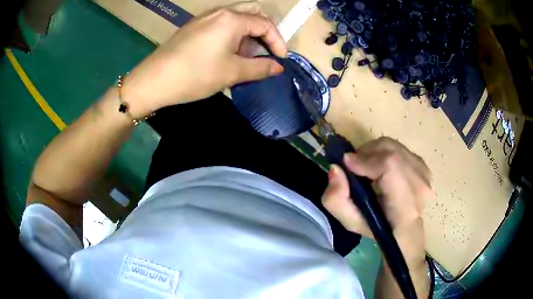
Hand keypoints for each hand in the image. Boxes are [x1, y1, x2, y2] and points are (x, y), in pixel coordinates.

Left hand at [122, 2, 287, 117]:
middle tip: (264, 51)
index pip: (265, 24)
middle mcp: (219, 12)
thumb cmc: (195, 75)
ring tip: (244, 57)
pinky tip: (226, 53)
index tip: (280, 60)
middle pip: (252, 12)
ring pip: (236, 18)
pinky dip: (231, 34)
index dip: (277, 41)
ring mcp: (205, 17)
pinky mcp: (194, 26)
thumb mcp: (232, 73)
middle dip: (264, 31)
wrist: (154, 80)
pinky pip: (221, 24)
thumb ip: (260, 68)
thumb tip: (278, 67)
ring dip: (247, 33)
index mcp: (232, 19)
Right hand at [322, 137, 431, 261]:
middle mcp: (420, 187)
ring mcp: (424, 173)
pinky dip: (384, 152)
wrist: (405, 228)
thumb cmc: (377, 227)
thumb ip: (336, 199)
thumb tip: (336, 168)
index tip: (347, 164)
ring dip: (373, 151)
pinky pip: (399, 148)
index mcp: (405, 207)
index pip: (390, 167)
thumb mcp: (350, 222)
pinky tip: (379, 165)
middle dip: (366, 154)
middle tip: (353, 165)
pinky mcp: (424, 165)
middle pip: (391, 152)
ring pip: (393, 147)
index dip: (367, 160)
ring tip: (364, 164)